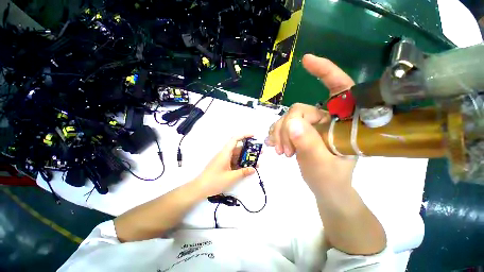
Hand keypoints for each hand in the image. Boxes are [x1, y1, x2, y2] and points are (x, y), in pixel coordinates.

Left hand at [195, 134, 255, 195]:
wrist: (199, 189)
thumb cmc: (215, 181)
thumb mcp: (231, 177)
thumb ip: (243, 172)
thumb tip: (253, 169)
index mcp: (225, 153)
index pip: (235, 139)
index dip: (244, 135)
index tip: (253, 136)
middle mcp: (225, 154)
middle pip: (238, 148)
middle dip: (249, 150)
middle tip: (260, 153)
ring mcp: (224, 160)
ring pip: (237, 156)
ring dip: (246, 158)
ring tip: (257, 162)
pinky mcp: (223, 165)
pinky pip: (234, 162)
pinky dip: (241, 164)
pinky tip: (247, 168)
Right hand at [267, 54, 356, 193]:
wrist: (325, 188)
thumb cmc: (330, 179)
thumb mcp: (321, 164)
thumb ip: (309, 144)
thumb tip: (292, 124)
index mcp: (343, 122)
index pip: (339, 88)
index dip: (325, 71)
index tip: (306, 61)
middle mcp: (326, 118)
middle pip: (299, 110)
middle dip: (287, 128)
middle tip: (285, 150)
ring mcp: (310, 125)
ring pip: (287, 118)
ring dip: (280, 134)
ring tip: (281, 152)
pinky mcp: (299, 131)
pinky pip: (282, 125)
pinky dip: (276, 134)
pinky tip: (275, 145)